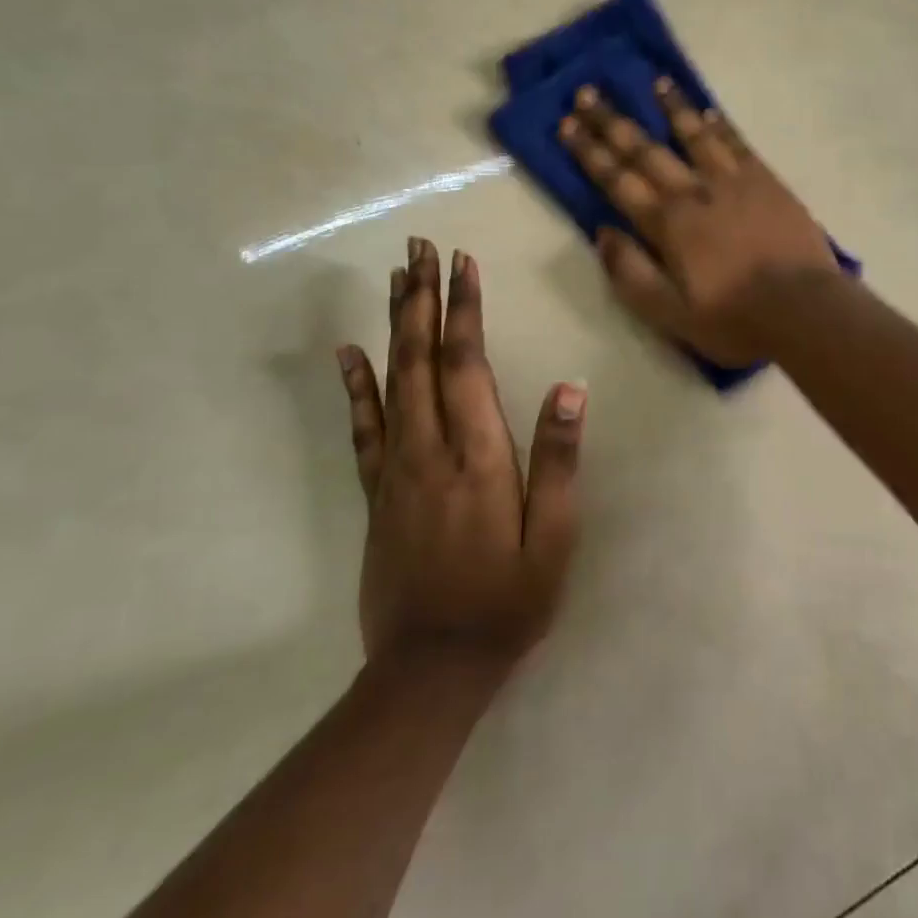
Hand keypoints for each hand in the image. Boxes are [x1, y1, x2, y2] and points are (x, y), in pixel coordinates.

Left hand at [336, 239, 582, 675]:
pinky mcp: (376, 493)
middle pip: (420, 357)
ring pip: (390, 380)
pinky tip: (348, 352)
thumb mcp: (554, 538)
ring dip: (393, 323)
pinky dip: (355, 385)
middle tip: (420, 247)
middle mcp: (430, 449)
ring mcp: (395, 469)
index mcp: (477, 456)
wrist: (430, 670)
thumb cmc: (508, 602)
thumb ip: (557, 461)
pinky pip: (363, 427)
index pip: (466, 363)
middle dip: (421, 297)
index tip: (462, 262)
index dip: (463, 309)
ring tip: (396, 277)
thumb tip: (569, 389)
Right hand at [559, 80, 836, 365]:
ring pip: (695, 135)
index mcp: (667, 224)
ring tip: (656, 82)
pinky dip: (721, 126)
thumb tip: (602, 233)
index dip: (590, 152)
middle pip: (647, 150)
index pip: (618, 180)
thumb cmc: (733, 318)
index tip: (567, 124)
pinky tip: (709, 111)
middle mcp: (694, 191)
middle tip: (588, 92)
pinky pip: (738, 144)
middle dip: (614, 122)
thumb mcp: (669, 313)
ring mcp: (734, 181)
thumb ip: (631, 272)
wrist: (804, 309)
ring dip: (672, 108)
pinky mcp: (767, 182)